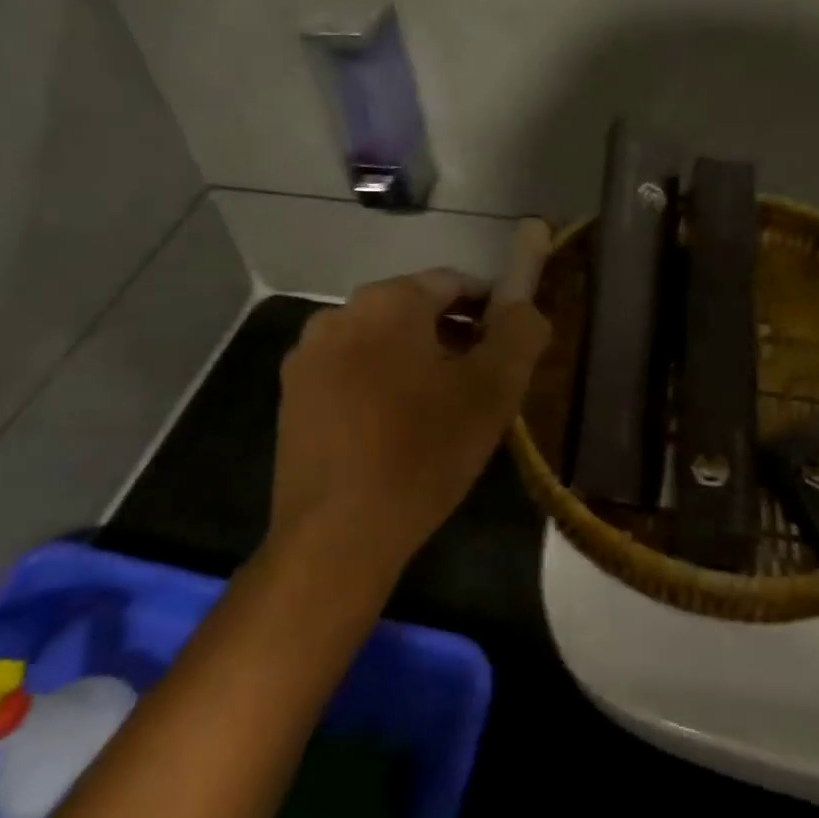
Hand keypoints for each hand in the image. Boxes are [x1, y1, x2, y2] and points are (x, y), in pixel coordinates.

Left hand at [269, 221, 552, 587]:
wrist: (337, 534)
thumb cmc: (423, 452)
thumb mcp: (493, 389)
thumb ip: (519, 331)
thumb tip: (525, 304)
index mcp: (388, 300)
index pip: (455, 283)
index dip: (491, 309)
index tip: (510, 346)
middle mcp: (340, 313)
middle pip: (414, 310)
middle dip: (454, 336)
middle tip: (483, 382)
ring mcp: (309, 356)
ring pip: (381, 342)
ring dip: (417, 360)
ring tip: (443, 408)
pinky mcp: (293, 396)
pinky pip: (351, 372)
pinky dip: (381, 384)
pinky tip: (397, 428)